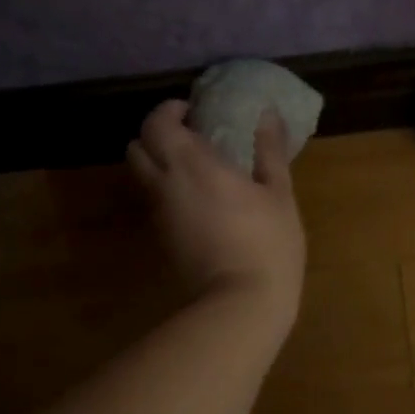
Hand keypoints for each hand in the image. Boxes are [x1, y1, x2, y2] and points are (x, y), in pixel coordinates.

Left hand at [127, 99, 306, 321]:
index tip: (193, 111)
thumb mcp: (278, 193)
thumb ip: (269, 150)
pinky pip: (153, 200)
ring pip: (140, 175)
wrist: (241, 303)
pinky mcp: (161, 238)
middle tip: (188, 135)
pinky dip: (165, 188)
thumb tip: (267, 115)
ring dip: (157, 161)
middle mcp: (164, 184)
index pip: (156, 123)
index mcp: (190, 164)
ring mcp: (158, 214)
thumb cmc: (267, 242)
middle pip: (136, 146)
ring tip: (194, 166)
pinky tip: (197, 198)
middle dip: (155, 134)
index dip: (169, 110)